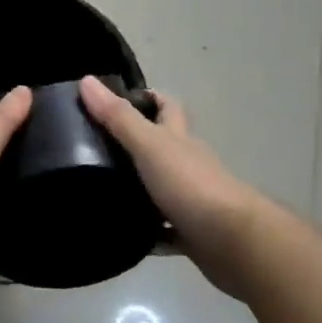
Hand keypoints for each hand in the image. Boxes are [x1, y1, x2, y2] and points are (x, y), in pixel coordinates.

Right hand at [78, 75, 268, 295]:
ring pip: (161, 189)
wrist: (236, 243)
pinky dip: (148, 234)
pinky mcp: (193, 234)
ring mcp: (192, 200)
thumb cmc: (192, 185)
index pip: (166, 107)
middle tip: (96, 148)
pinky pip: (164, 233)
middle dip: (135, 144)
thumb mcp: (149, 146)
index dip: (146, 98)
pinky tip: (124, 236)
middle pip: (162, 147)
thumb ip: (118, 117)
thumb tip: (85, 80)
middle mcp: (188, 165)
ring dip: (138, 191)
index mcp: (179, 139)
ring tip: (98, 192)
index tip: (114, 100)